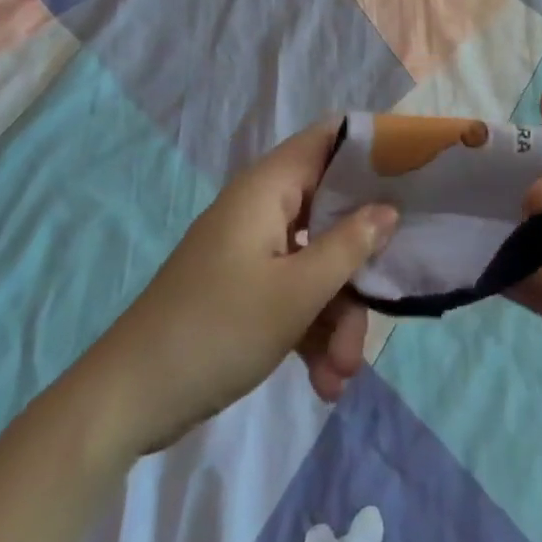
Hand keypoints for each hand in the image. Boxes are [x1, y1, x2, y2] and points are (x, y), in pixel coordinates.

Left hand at [93, 121, 396, 455]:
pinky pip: (292, 294)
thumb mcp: (296, 292)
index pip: (326, 140)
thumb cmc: (217, 329)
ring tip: (340, 376)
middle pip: (331, 216)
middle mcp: (262, 210)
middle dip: (356, 271)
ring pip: (315, 264)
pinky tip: (322, 383)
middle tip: (377, 316)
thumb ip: (349, 246)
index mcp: (268, 189)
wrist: (128, 401)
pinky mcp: (243, 290)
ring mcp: (251, 251)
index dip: (369, 149)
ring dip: (336, 318)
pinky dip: (310, 332)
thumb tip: (388, 209)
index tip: (412, 173)